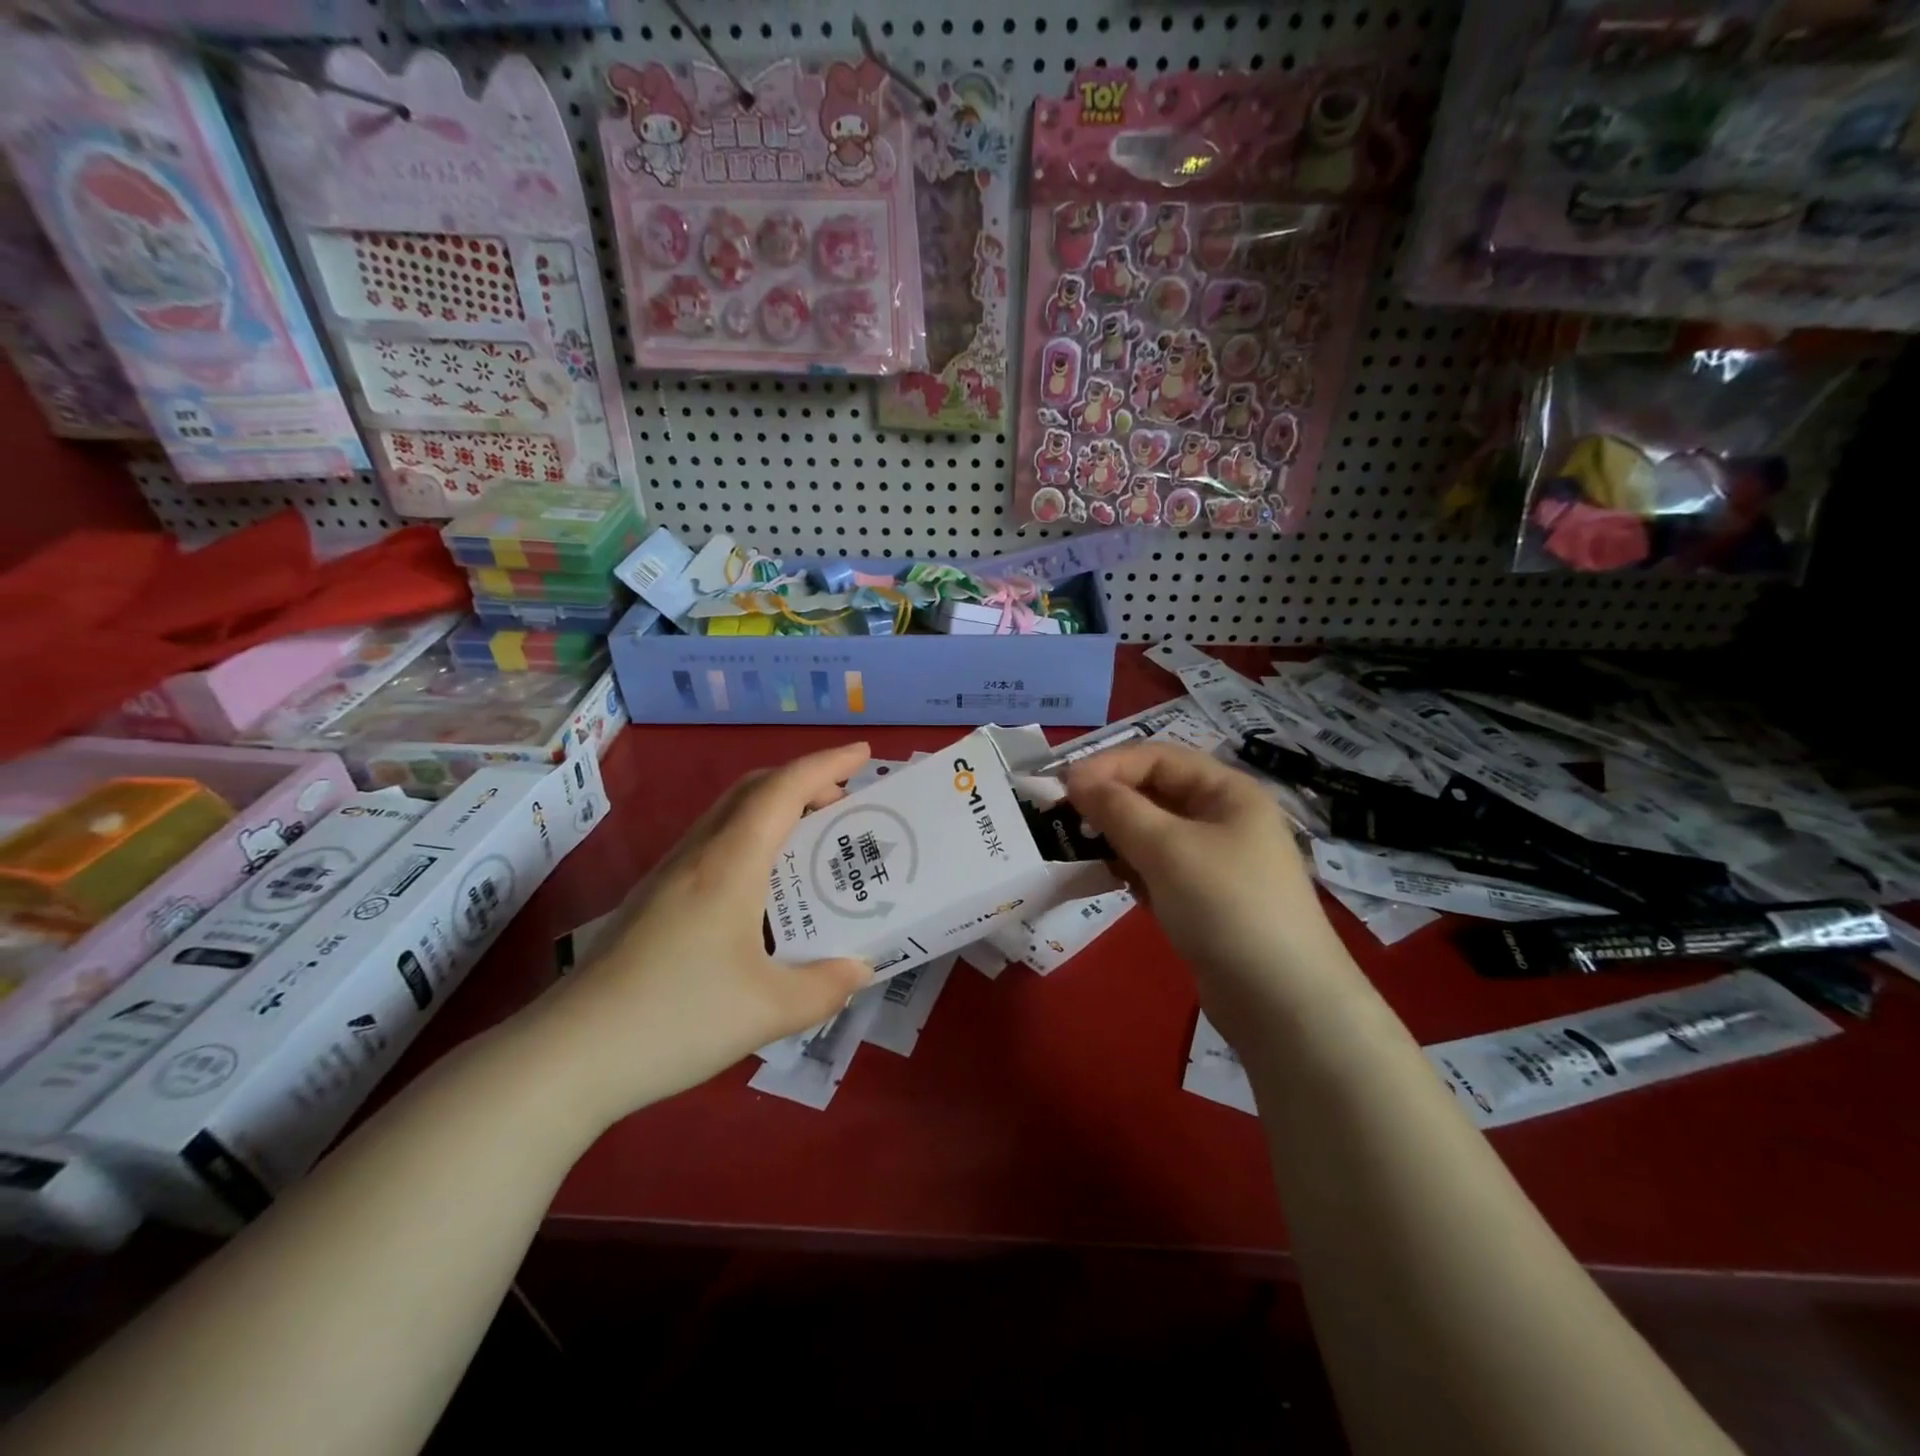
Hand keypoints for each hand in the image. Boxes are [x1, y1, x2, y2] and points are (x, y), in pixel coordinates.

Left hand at [525, 743, 874, 1122]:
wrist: (567, 1056)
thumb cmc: (676, 1018)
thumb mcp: (769, 1011)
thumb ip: (826, 987)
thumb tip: (859, 970)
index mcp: (730, 863)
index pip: (784, 789)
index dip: (827, 764)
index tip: (864, 753)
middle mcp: (698, 855)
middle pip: (753, 790)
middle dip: (804, 782)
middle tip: (844, 803)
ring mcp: (668, 875)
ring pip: (729, 815)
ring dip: (775, 810)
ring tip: (812, 842)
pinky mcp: (653, 901)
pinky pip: (713, 845)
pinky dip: (751, 840)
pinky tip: (763, 890)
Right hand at [1063, 742, 1353, 1042]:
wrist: (1282, 1003)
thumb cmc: (1226, 906)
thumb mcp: (1167, 849)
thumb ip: (1117, 809)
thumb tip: (1074, 778)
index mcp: (1227, 791)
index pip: (1157, 758)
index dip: (1108, 766)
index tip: (1062, 787)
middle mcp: (1223, 818)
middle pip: (1154, 793)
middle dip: (1109, 802)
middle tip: (1062, 819)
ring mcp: (1215, 861)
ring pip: (1152, 833)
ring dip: (1116, 838)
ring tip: (1080, 852)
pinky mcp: (1203, 899)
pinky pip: (1157, 869)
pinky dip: (1132, 870)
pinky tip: (1110, 883)